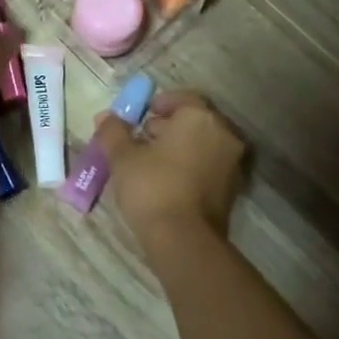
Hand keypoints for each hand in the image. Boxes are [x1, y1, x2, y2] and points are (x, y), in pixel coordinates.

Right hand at [92, 90, 245, 252]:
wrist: (184, 240)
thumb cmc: (152, 187)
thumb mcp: (123, 157)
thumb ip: (114, 132)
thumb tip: (106, 117)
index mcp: (199, 117)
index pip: (181, 98)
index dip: (158, 104)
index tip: (139, 117)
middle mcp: (223, 134)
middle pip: (193, 121)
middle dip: (167, 127)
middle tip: (140, 140)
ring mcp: (232, 162)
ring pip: (202, 144)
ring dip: (179, 147)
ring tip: (150, 163)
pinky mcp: (232, 189)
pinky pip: (208, 166)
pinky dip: (190, 166)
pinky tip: (167, 181)